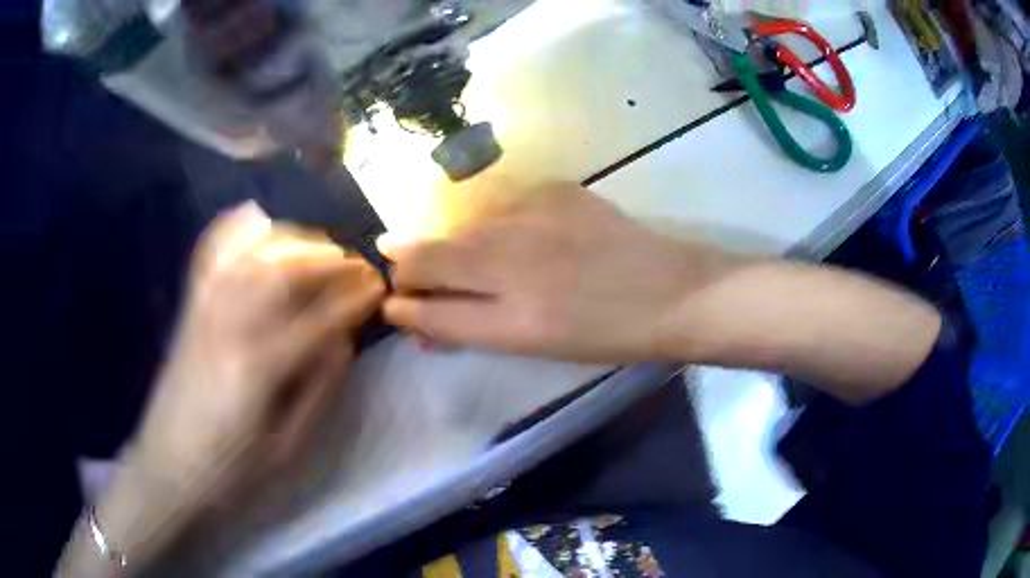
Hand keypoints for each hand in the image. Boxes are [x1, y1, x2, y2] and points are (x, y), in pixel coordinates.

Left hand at [131, 201, 383, 516]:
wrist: (168, 470)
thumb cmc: (231, 471)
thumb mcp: (286, 448)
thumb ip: (318, 391)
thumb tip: (343, 341)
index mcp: (259, 369)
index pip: (318, 318)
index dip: (354, 298)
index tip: (379, 286)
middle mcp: (230, 325)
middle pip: (284, 271)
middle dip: (329, 260)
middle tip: (356, 264)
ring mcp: (204, 310)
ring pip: (252, 253)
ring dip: (293, 241)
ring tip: (320, 246)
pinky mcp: (189, 309)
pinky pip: (211, 253)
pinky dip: (234, 228)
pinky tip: (256, 219)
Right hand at [384, 183, 730, 362]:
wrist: (674, 293)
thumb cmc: (609, 336)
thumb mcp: (537, 347)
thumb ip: (475, 328)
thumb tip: (427, 318)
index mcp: (513, 323)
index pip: (429, 311)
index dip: (402, 306)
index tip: (392, 302)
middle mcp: (514, 267)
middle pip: (429, 257)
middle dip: (405, 264)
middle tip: (401, 267)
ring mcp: (535, 220)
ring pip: (462, 226)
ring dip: (448, 241)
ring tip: (456, 252)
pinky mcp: (557, 191)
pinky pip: (502, 205)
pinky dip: (493, 221)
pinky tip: (511, 231)